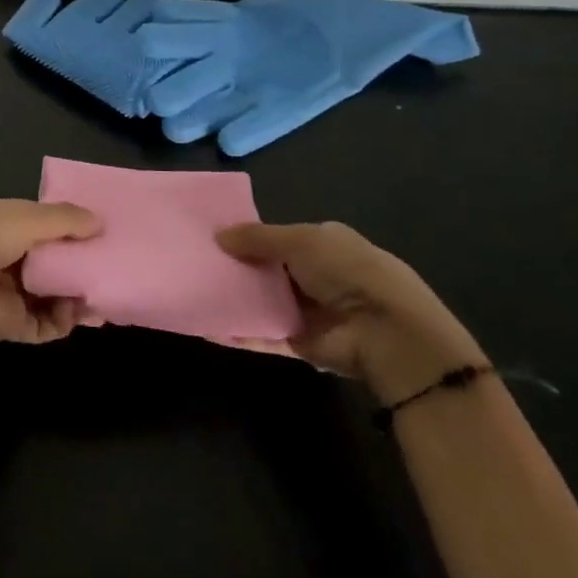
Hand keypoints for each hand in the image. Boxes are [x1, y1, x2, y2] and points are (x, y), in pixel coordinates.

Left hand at [0, 199, 102, 343]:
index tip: (106, 236)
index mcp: (8, 227)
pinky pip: (46, 325)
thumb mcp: (27, 215)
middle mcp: (11, 260)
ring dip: (78, 297)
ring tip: (104, 295)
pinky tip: (81, 311)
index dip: (75, 234)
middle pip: (54, 267)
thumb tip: (101, 222)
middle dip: (81, 269)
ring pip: (54, 298)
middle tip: (114, 270)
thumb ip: (65, 220)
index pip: (48, 231)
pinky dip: (65, 320)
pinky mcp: (12, 325)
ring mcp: (11, 294)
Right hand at [218, 222, 482, 402]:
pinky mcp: (299, 343)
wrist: (385, 331)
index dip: (247, 235)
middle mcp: (314, 276)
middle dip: (235, 266)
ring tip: (192, 290)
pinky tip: (206, 326)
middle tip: (194, 261)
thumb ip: (258, 238)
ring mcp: (306, 311)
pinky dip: (237, 332)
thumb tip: (218, 235)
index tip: (211, 234)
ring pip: (261, 302)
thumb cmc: (346, 270)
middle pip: (266, 269)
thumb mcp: (300, 240)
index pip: (277, 237)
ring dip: (233, 298)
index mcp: (321, 244)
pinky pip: (261, 335)